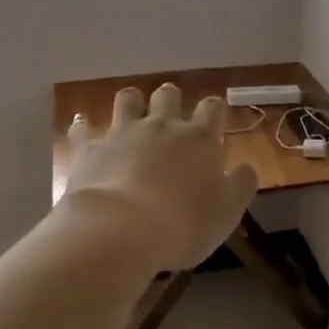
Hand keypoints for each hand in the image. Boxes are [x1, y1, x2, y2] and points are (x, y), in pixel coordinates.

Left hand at [63, 84, 259, 270]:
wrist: (121, 231)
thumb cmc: (184, 223)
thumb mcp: (228, 211)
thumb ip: (241, 185)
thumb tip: (247, 168)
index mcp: (199, 138)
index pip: (212, 108)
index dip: (214, 109)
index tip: (215, 117)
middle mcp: (161, 127)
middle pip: (168, 96)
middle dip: (171, 99)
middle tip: (171, 112)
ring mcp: (122, 134)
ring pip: (127, 100)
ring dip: (131, 101)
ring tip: (132, 109)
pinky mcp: (89, 150)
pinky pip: (83, 130)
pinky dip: (83, 126)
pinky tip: (81, 125)